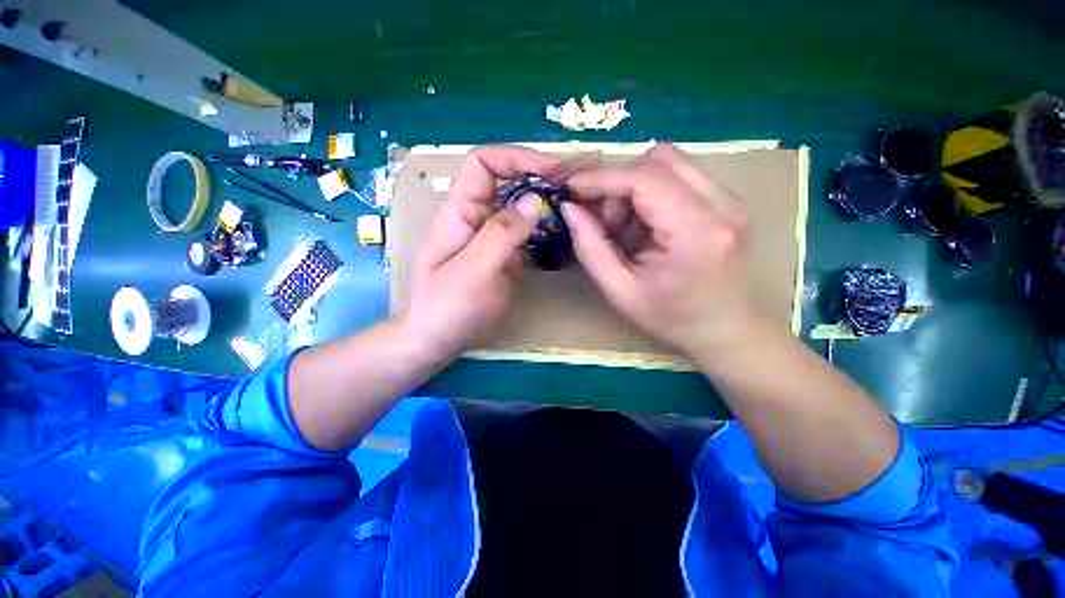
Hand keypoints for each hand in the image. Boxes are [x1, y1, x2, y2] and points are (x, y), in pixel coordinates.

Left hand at [403, 146, 558, 360]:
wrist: (439, 339)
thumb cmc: (447, 307)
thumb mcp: (474, 270)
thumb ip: (503, 233)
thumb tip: (535, 199)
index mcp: (459, 211)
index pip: (484, 163)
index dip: (517, 158)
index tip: (553, 172)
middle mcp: (476, 217)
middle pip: (507, 182)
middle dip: (539, 179)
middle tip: (573, 190)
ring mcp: (491, 237)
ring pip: (520, 208)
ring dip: (545, 204)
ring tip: (574, 210)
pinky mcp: (503, 255)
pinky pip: (526, 233)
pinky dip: (544, 230)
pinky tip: (562, 236)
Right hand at [562, 142, 756, 354]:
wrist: (724, 328)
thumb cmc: (672, 318)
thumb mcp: (620, 292)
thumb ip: (591, 248)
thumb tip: (570, 208)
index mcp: (696, 232)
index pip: (644, 179)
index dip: (601, 178)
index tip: (571, 188)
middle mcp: (722, 203)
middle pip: (659, 159)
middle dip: (621, 183)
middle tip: (608, 222)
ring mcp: (730, 198)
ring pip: (669, 163)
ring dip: (636, 187)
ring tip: (628, 227)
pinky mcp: (727, 199)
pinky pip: (679, 176)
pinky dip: (651, 193)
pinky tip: (647, 227)